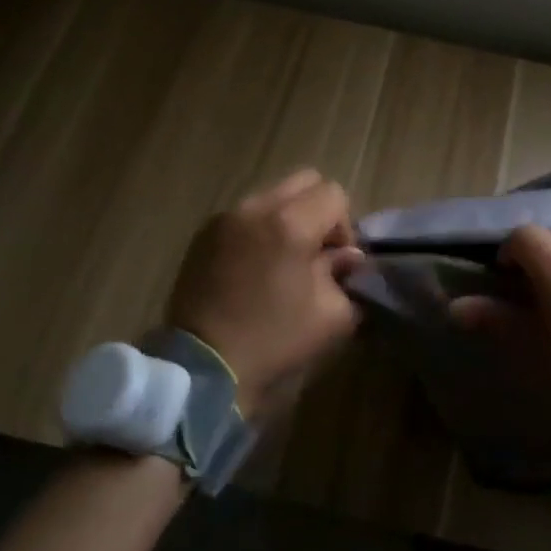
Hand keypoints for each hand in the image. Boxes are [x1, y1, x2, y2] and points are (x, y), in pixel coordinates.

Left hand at [166, 169, 364, 418]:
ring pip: (273, 195)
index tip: (337, 262)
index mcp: (290, 224)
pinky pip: (245, 214)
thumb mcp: (331, 316)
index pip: (334, 194)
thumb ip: (345, 275)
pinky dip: (259, 229)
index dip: (344, 226)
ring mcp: (225, 218)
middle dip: (318, 211)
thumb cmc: (274, 342)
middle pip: (304, 181)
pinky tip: (255, 267)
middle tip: (315, 253)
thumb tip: (346, 257)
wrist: (204, 369)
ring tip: (282, 260)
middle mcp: (256, 208)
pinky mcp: (204, 234)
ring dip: (288, 218)